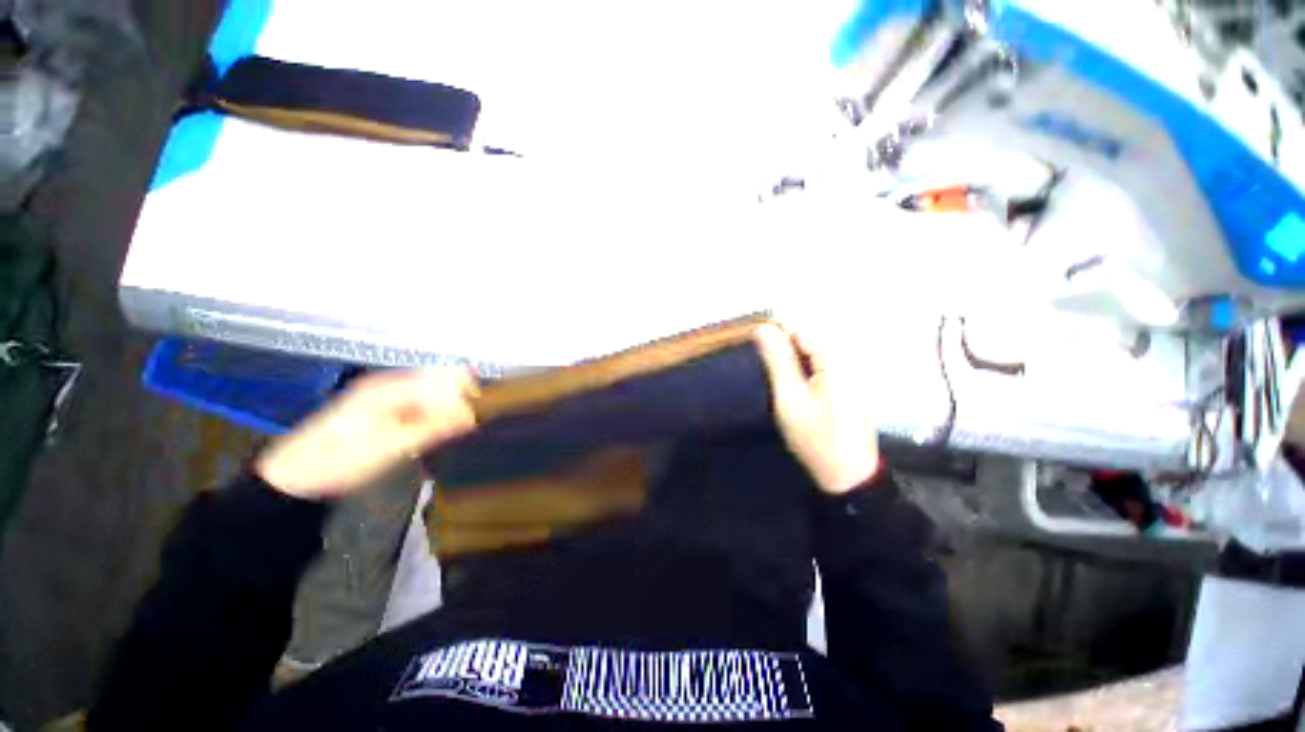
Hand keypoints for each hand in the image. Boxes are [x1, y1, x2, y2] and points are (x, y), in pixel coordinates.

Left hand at [255, 368, 478, 499]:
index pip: (441, 379)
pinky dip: (433, 416)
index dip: (466, 393)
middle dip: (459, 400)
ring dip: (448, 410)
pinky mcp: (382, 409)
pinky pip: (419, 405)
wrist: (294, 477)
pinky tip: (438, 431)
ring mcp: (384, 396)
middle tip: (474, 424)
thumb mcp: (389, 448)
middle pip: (438, 383)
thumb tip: (472, 416)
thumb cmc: (338, 462)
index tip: (483, 413)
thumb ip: (432, 428)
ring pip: (430, 394)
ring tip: (461, 429)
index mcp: (388, 388)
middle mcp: (388, 384)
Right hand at [755, 324, 879, 494]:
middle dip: (783, 341)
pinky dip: (803, 364)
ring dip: (791, 353)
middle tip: (763, 361)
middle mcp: (848, 359)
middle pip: (810, 334)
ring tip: (774, 371)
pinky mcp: (849, 381)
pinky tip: (792, 380)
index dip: (776, 328)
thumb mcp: (790, 400)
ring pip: (814, 347)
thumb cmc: (816, 440)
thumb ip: (777, 362)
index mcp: (837, 361)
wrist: (848, 475)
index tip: (754, 338)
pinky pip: (821, 360)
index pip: (803, 327)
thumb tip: (762, 329)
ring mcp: (852, 370)